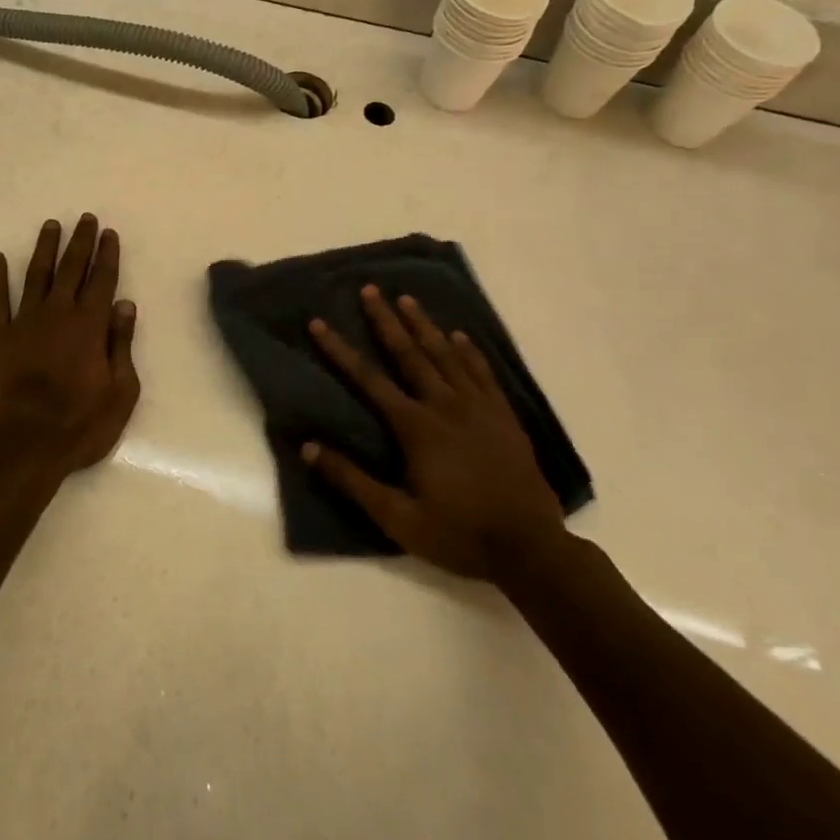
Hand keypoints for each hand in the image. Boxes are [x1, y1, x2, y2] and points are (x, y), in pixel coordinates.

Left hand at [0, 215, 140, 479]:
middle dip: (80, 242)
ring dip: (44, 249)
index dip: (107, 255)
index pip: (102, 281)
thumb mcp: (119, 392)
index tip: (109, 233)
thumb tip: (125, 305)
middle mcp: (57, 315)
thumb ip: (121, 345)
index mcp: (89, 327)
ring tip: (50, 226)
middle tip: (85, 218)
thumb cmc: (80, 426)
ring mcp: (24, 324)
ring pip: (36, 275)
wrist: (23, 449)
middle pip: (71, 269)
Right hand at [301, 286, 564, 583]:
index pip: (368, 379)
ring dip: (424, 325)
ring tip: (407, 299)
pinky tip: (460, 335)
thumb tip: (308, 447)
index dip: (340, 350)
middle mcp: (444, 406)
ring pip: (446, 355)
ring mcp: (478, 408)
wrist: (530, 550)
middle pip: (409, 354)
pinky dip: (470, 352)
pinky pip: (483, 374)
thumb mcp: (397, 517)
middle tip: (370, 290)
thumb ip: (352, 480)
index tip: (318, 323)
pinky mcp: (504, 417)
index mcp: (415, 427)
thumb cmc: (458, 534)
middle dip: (385, 320)